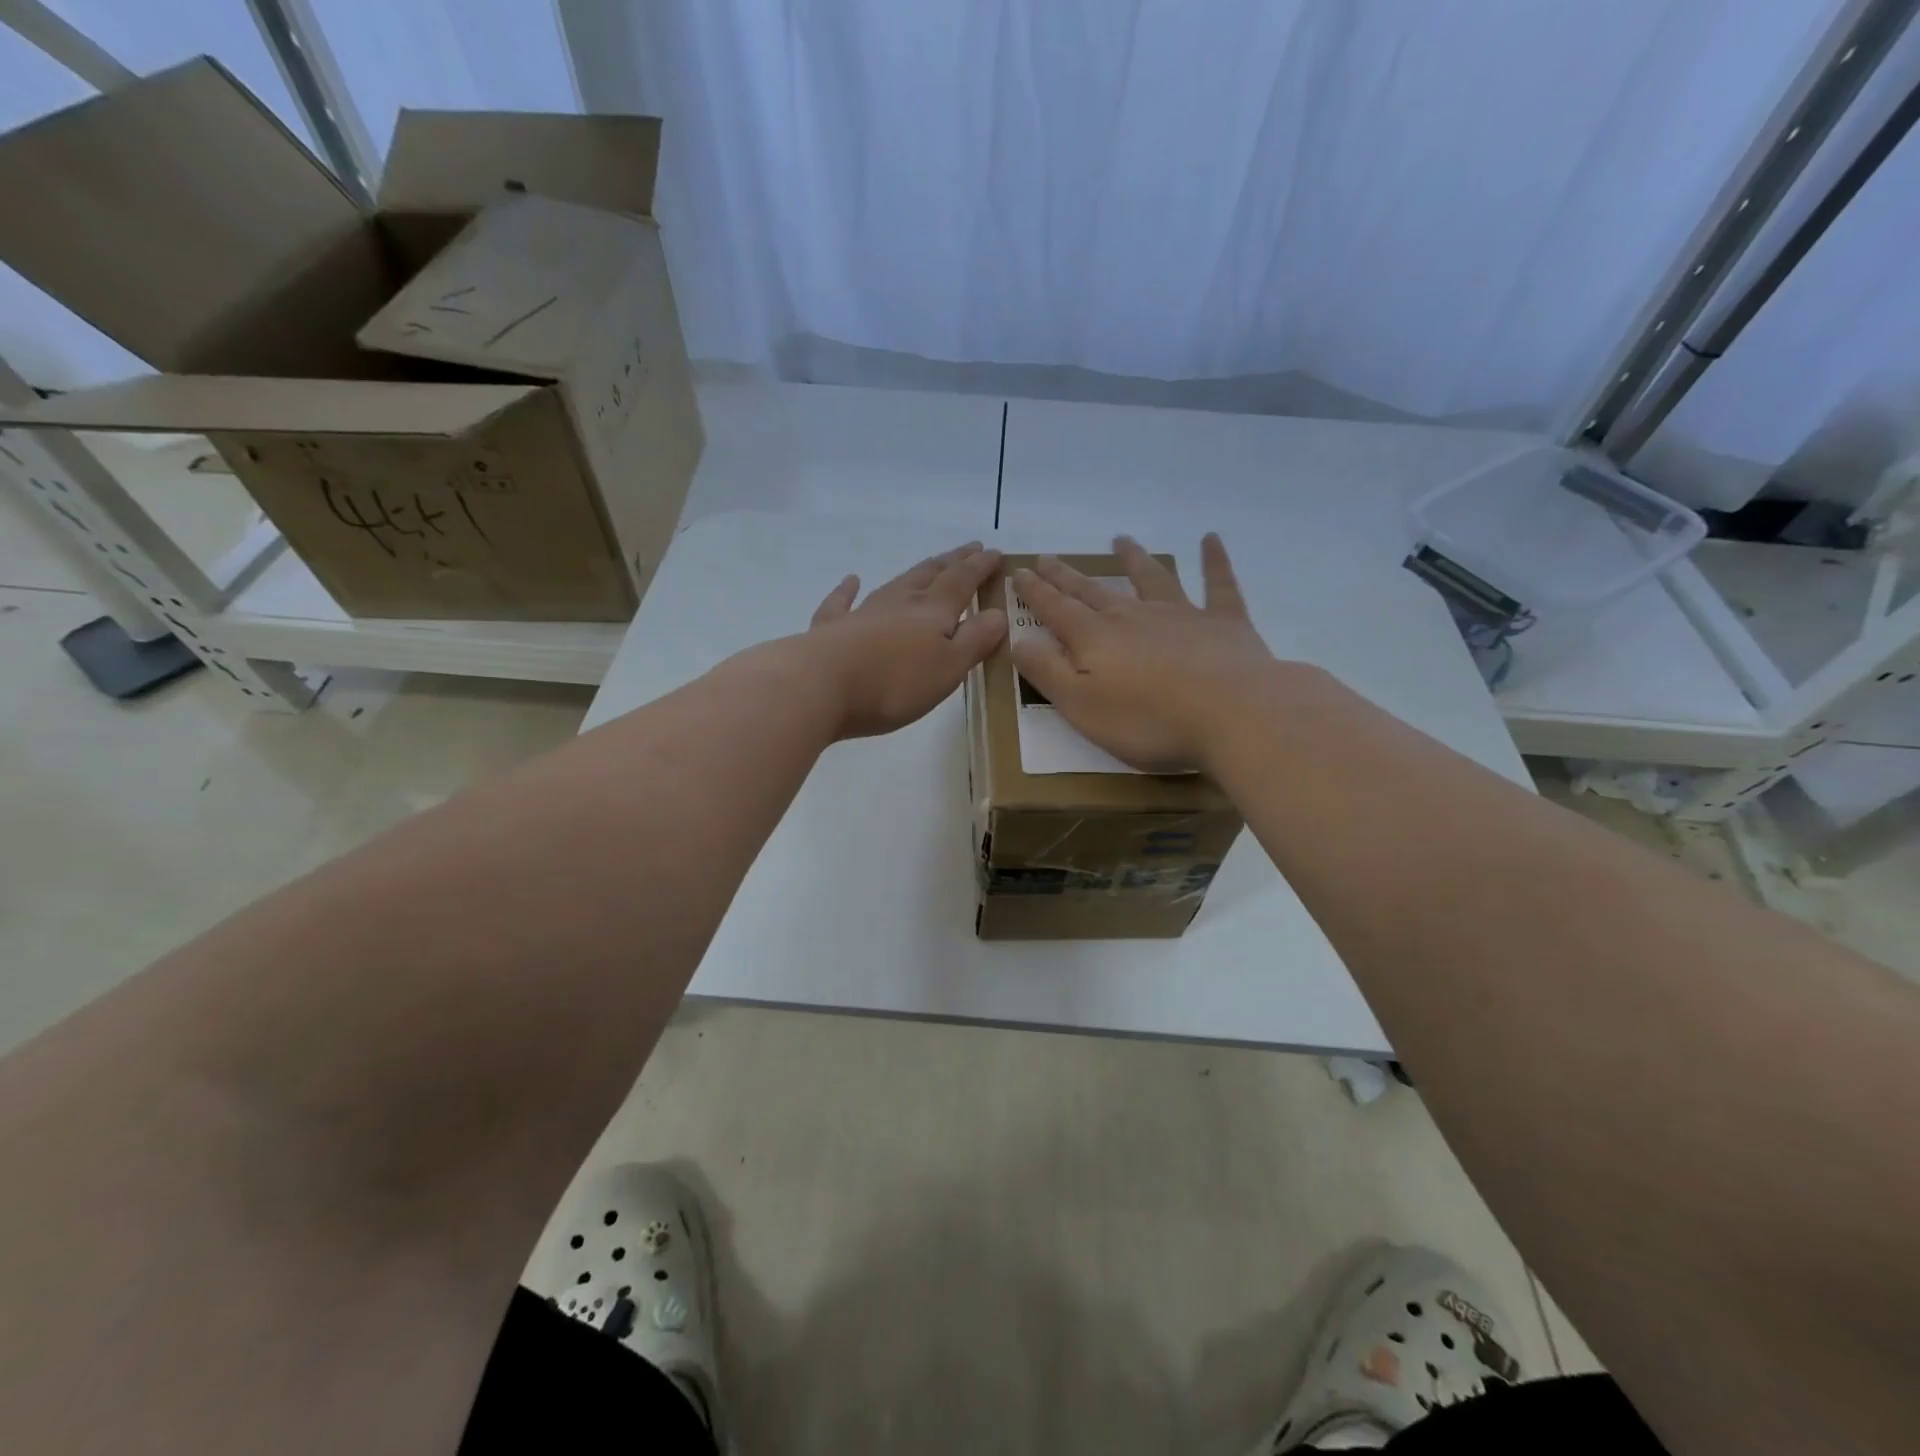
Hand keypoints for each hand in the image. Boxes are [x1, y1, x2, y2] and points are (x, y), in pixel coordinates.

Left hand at [800, 541, 1007, 738]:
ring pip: (895, 584)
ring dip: (916, 572)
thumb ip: (974, 640)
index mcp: (932, 612)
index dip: (980, 567)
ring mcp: (863, 613)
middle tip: (969, 549)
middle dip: (953, 562)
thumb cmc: (894, 683)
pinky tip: (850, 580)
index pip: (962, 581)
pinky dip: (847, 590)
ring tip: (930, 563)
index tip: (995, 553)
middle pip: (930, 575)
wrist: (820, 686)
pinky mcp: (832, 629)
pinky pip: (842, 602)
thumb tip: (998, 613)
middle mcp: (899, 603)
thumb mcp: (948, 668)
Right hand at [1010, 535, 1278, 771]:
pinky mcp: (1224, 623)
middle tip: (1048, 558)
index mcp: (1096, 639)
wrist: (1234, 714)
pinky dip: (1214, 561)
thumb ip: (1047, 671)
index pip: (1056, 609)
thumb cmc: (1149, 720)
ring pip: (1151, 579)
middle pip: (1094, 591)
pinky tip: (1210, 539)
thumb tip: (1019, 640)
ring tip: (1122, 541)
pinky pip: (1218, 584)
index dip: (1035, 592)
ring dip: (1134, 559)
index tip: (1019, 572)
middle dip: (1067, 576)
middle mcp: (1133, 617)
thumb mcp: (1081, 705)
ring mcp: (1181, 614)